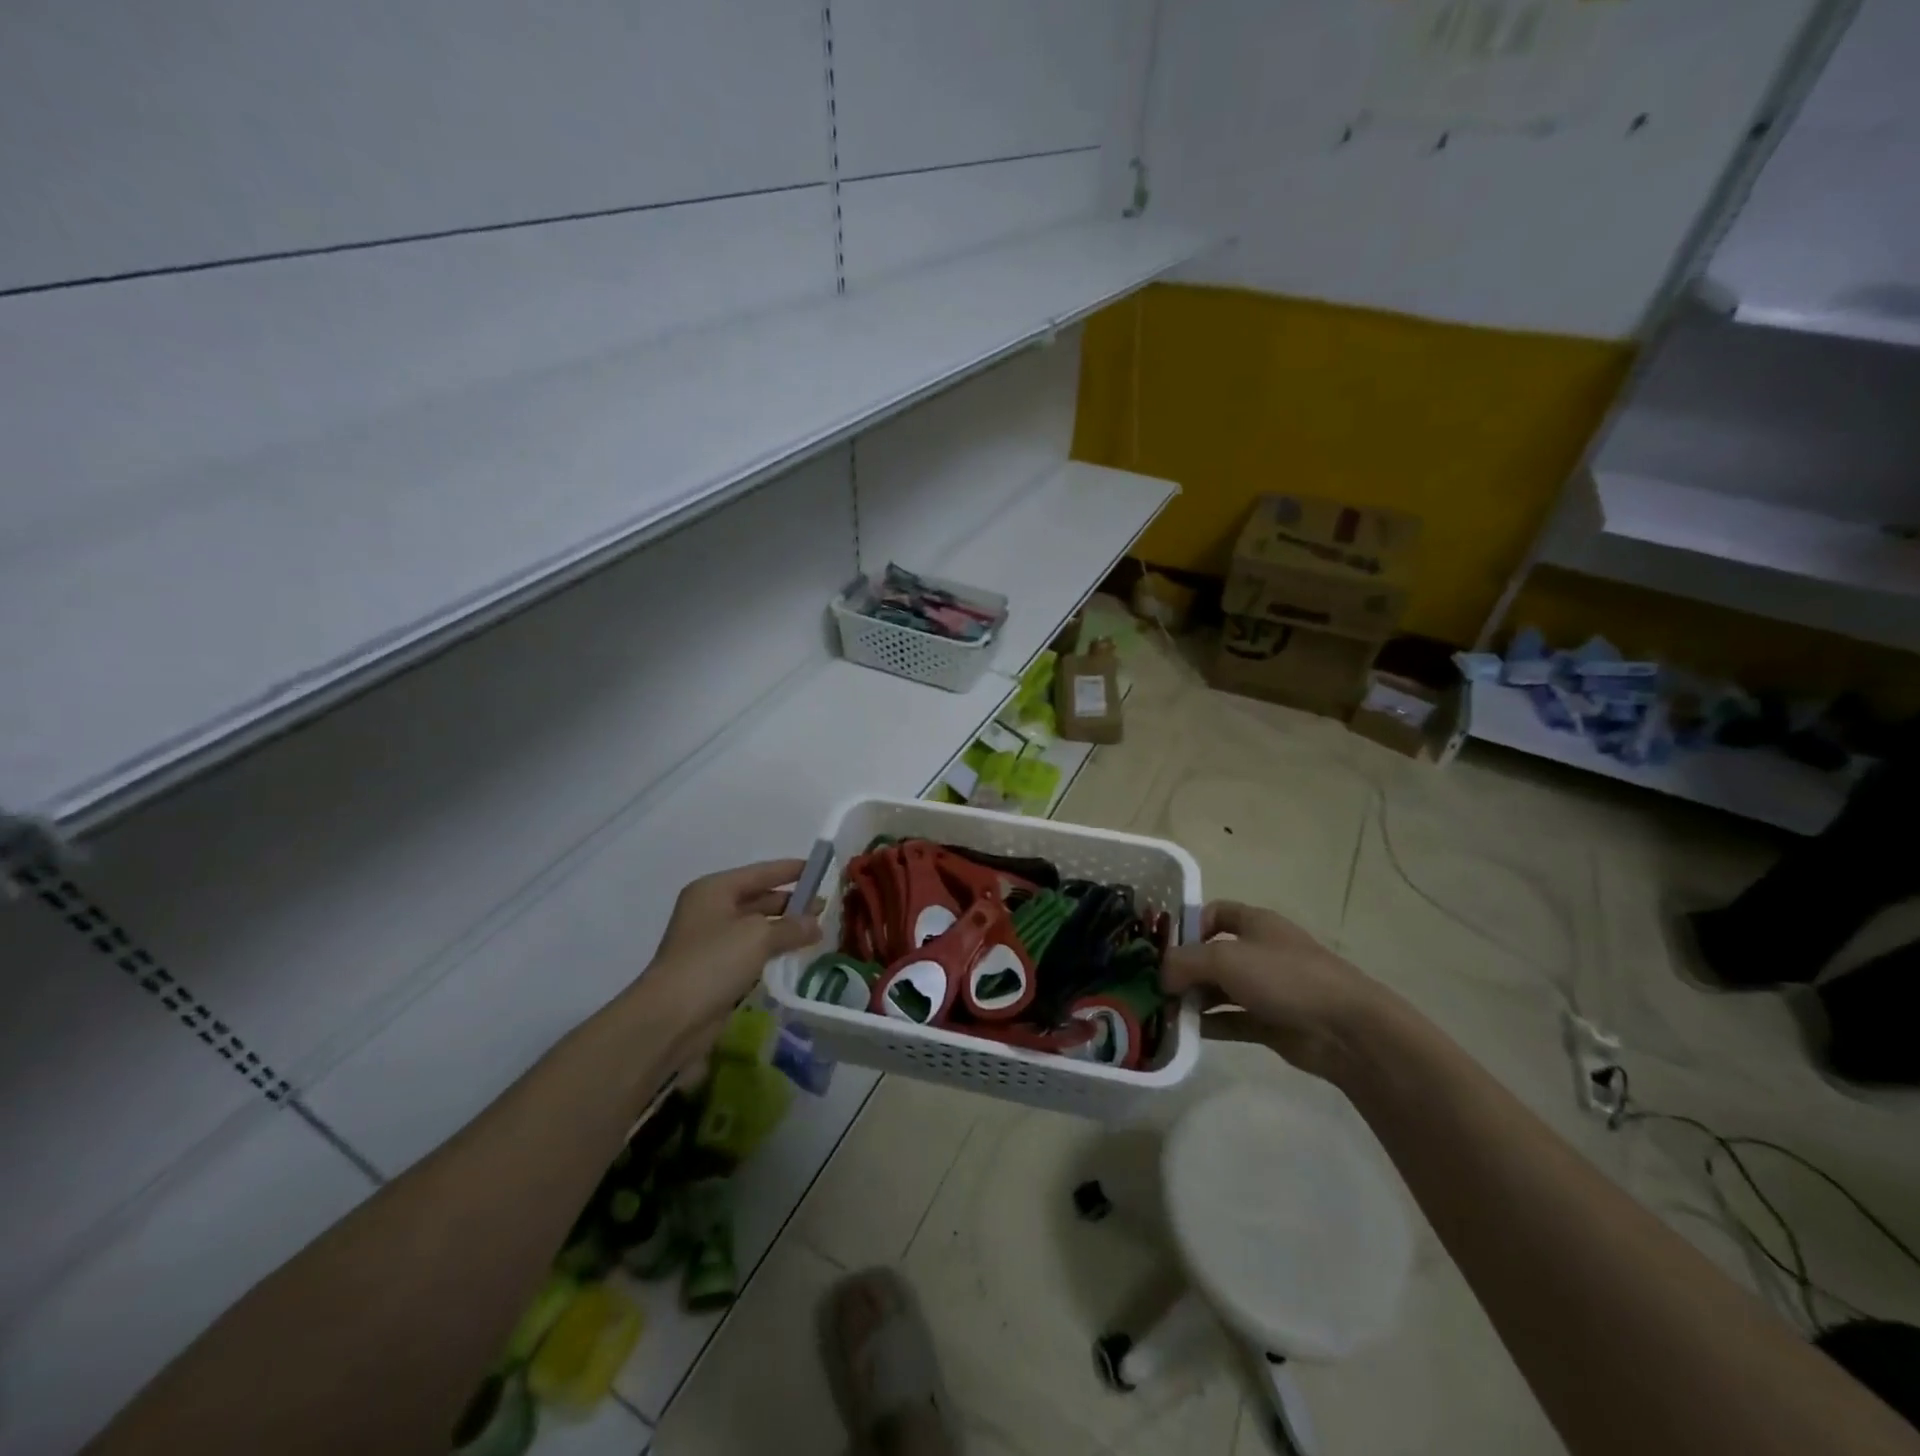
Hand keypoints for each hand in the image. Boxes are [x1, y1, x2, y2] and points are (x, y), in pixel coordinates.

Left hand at [640, 860, 821, 1037]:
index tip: (820, 869)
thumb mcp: (759, 937)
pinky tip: (794, 955)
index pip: (761, 872)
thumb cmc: (713, 962)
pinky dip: (771, 950)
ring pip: (756, 927)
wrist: (670, 1018)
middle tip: (825, 907)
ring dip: (783, 929)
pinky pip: (750, 951)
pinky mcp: (715, 969)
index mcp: (715, 890)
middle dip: (791, 902)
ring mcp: (711, 941)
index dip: (791, 870)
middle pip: (758, 898)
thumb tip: (816, 924)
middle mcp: (711, 909)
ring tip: (816, 932)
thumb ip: (792, 926)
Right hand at [1161, 901, 1391, 1081]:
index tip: (1163, 947)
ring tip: (1163, 1012)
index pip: (1214, 912)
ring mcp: (1267, 988)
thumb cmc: (1284, 977)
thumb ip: (1184, 962)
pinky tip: (1185, 1032)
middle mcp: (1260, 951)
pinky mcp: (1271, 1022)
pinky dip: (1210, 1024)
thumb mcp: (1224, 958)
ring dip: (1193, 999)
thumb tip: (1161, 976)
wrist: (1346, 1029)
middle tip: (1153, 986)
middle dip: (1183, 968)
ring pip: (1220, 989)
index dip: (1188, 925)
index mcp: (1255, 923)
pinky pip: (1231, 1020)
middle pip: (1212, 953)